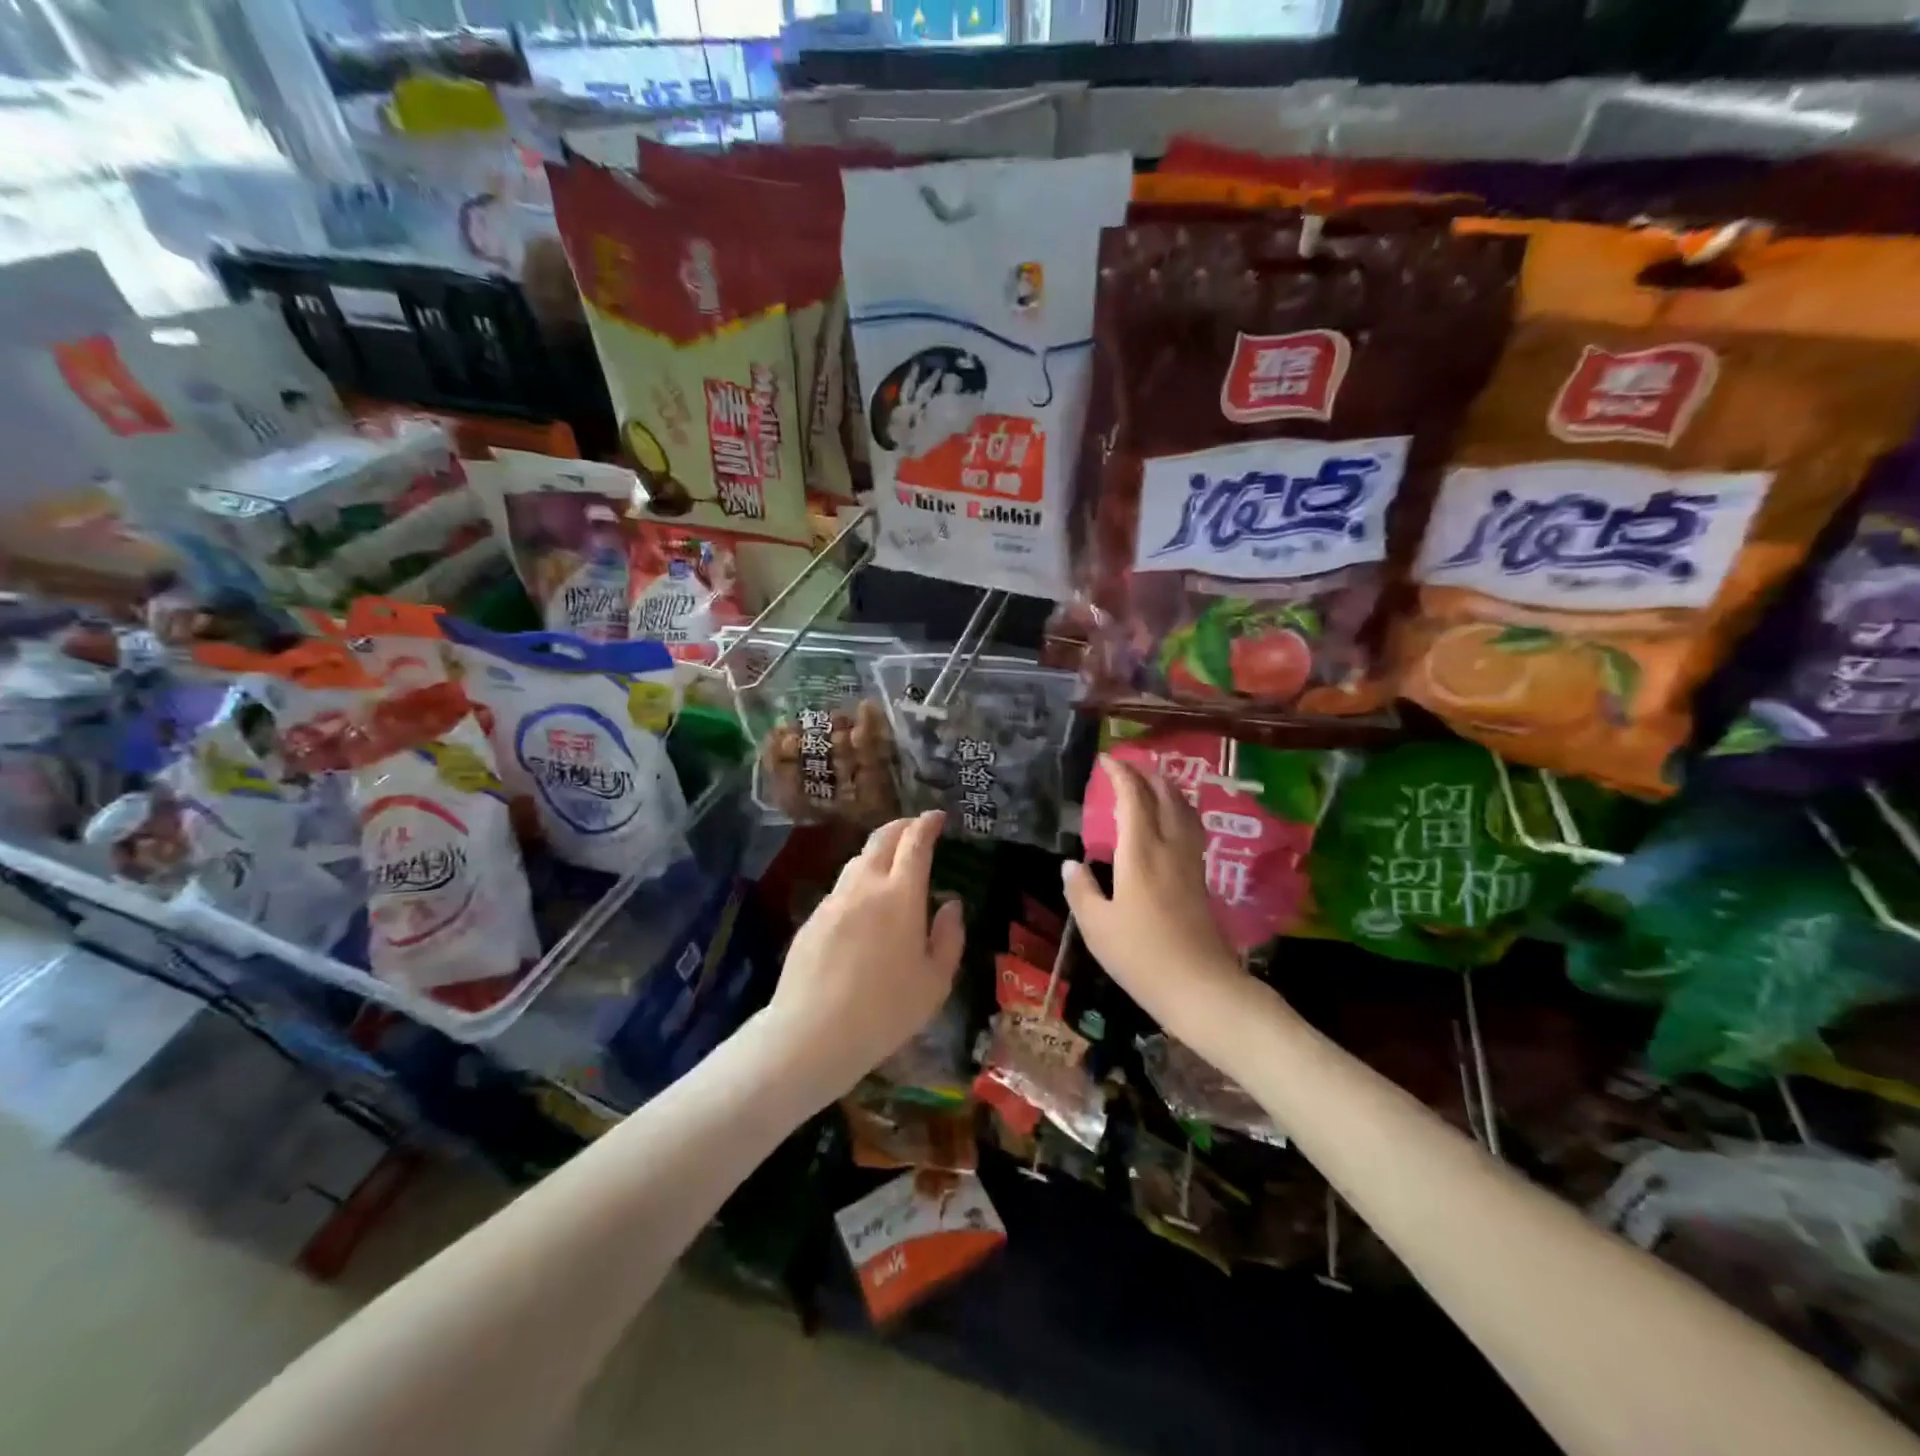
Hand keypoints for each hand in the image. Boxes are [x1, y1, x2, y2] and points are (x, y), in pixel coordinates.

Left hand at [762, 810, 963, 1103]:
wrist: (812, 1033)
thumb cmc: (885, 1011)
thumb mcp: (935, 982)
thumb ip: (949, 937)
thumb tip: (950, 904)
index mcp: (901, 895)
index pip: (915, 843)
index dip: (927, 825)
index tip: (937, 817)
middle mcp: (865, 886)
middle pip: (882, 839)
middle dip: (902, 826)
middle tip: (916, 828)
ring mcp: (833, 901)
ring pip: (857, 861)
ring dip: (878, 853)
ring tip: (891, 865)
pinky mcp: (812, 919)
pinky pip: (841, 889)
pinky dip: (858, 882)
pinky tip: (863, 908)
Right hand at [1062, 757, 1267, 1057]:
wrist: (1200, 987)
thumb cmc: (1141, 956)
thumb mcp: (1097, 926)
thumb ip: (1081, 891)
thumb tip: (1071, 864)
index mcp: (1140, 853)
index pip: (1133, 798)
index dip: (1121, 774)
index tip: (1106, 760)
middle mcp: (1169, 848)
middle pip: (1166, 796)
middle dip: (1148, 774)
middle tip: (1129, 765)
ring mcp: (1191, 863)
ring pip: (1185, 811)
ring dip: (1168, 789)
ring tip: (1153, 783)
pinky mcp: (1201, 880)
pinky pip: (1191, 829)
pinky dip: (1178, 812)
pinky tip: (1172, 823)